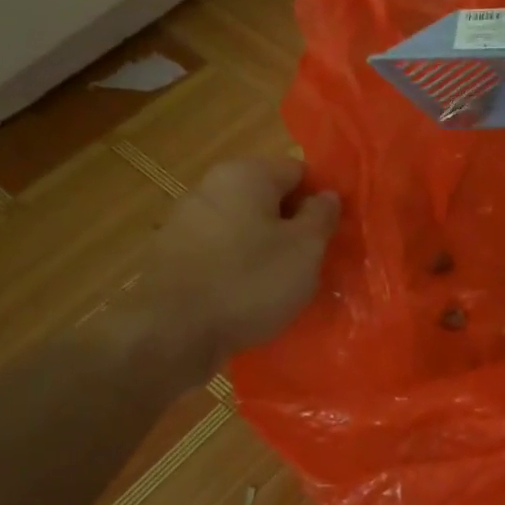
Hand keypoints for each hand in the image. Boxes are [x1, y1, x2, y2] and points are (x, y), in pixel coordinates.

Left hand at [114, 157, 339, 387]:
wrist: (173, 333)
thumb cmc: (251, 282)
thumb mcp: (306, 248)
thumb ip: (322, 215)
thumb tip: (327, 196)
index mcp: (246, 174)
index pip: (299, 172)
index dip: (320, 200)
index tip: (332, 233)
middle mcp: (211, 186)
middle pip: (268, 198)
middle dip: (292, 225)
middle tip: (312, 260)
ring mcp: (185, 220)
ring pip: (244, 226)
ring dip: (265, 247)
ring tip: (281, 283)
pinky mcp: (171, 255)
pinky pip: (220, 251)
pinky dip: (238, 266)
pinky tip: (247, 296)